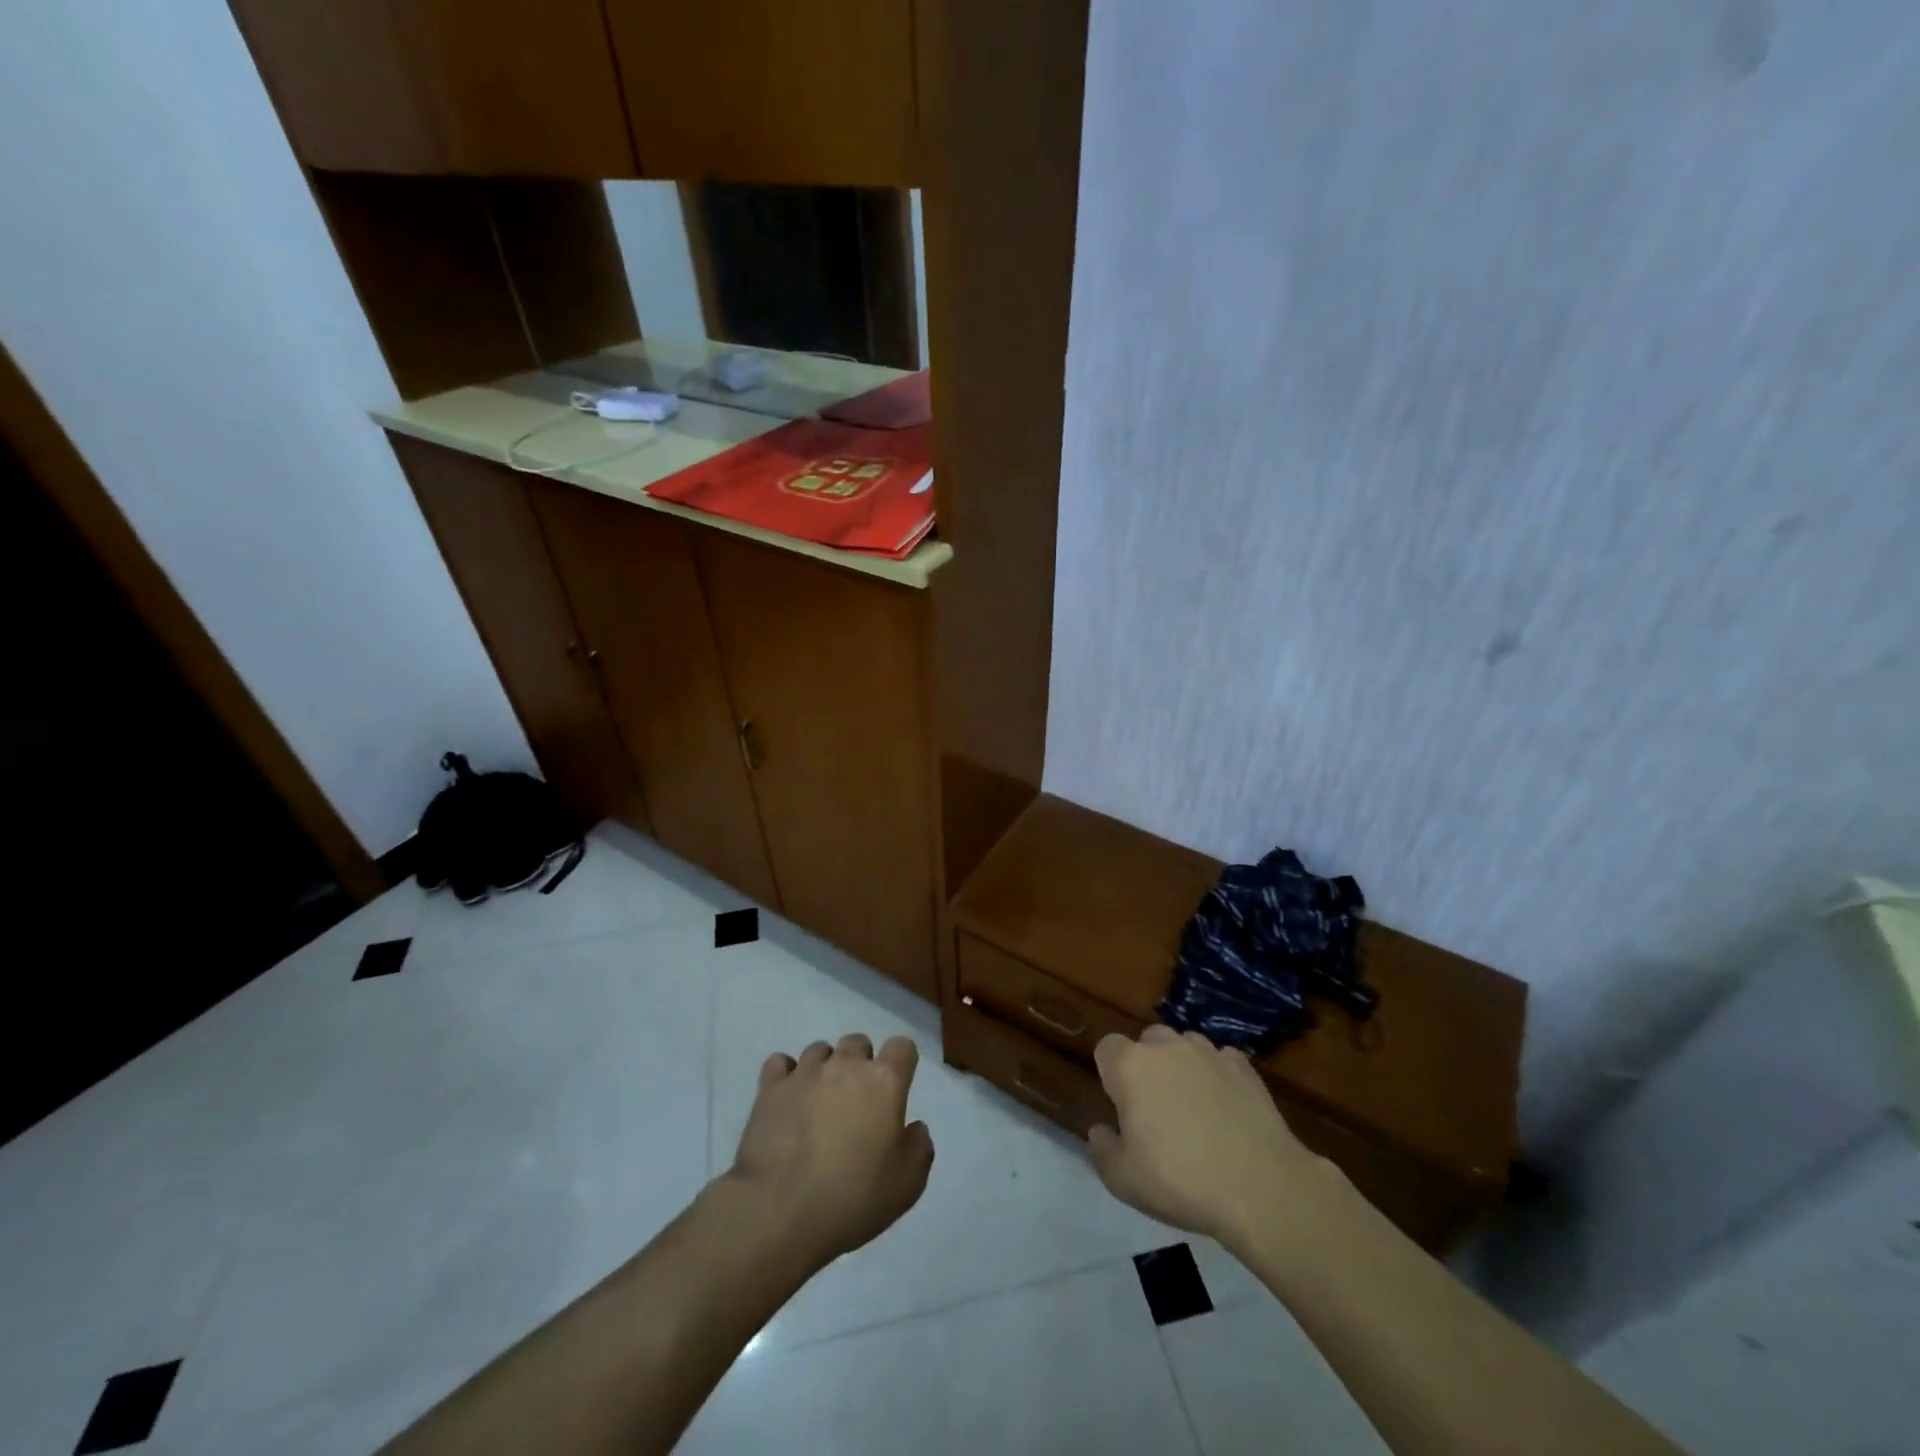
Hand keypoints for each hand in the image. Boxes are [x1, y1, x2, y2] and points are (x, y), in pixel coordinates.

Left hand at [726, 1033, 934, 1269]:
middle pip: (858, 1042)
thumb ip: (919, 1147)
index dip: (903, 1063)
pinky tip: (789, 1097)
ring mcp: (805, 1073)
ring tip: (821, 1101)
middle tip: (858, 1100)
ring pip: (820, 1050)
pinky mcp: (770, 1089)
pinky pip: (780, 1063)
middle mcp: (846, 1065)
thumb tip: (914, 1127)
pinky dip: (786, 1075)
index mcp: (884, 1081)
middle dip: (861, 1063)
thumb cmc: (853, 1198)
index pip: (902, 1046)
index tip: (898, 1088)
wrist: (780, 1213)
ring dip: (825, 1068)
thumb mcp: (908, 1185)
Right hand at [1088, 1026, 1333, 1250]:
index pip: (1107, 1047)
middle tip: (1155, 1107)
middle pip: (1147, 1040)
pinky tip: (1226, 1107)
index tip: (1120, 1104)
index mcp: (1130, 1067)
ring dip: (1182, 1065)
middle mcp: (1167, 1047)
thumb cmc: (1182, 1182)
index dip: (1110, 1072)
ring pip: (1185, 1045)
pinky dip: (1218, 1075)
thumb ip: (1102, 1150)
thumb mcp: (1124, 1181)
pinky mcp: (1243, 1066)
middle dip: (1147, 1064)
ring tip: (1192, 1105)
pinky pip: (1221, 1059)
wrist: (1261, 1188)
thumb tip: (1100, 1129)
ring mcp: (1209, 1053)